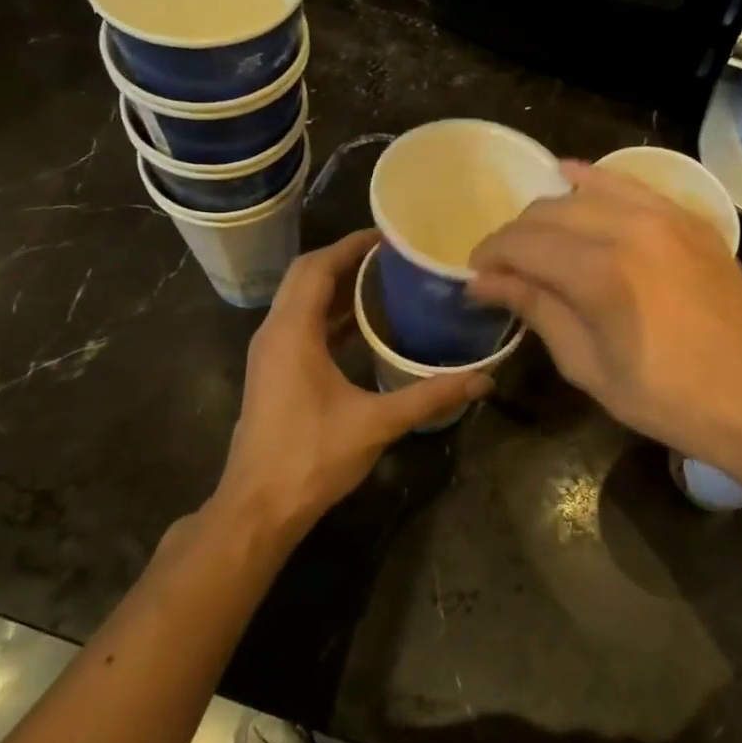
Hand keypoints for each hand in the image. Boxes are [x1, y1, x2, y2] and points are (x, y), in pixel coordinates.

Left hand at [216, 230, 486, 538]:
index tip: (388, 235)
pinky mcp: (273, 372)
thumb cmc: (311, 458)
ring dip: (335, 286)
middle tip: (390, 255)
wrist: (257, 507)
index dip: (351, 245)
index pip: (318, 268)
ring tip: (381, 280)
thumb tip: (484, 379)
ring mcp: (269, 353)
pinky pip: (299, 324)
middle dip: (344, 258)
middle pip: (305, 276)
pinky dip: (328, 314)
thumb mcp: (376, 423)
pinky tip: (362, 326)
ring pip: (299, 300)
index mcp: (292, 332)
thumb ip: (429, 396)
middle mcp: (274, 332)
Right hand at [469, 161, 741, 476]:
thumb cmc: (670, 399)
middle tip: (501, 269)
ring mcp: (665, 215)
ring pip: (583, 192)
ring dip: (548, 213)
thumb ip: (538, 310)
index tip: (475, 279)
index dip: (490, 258)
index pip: (522, 244)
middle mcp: (629, 227)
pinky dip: (593, 183)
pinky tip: (571, 179)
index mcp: (601, 272)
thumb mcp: (590, 366)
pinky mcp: (689, 217)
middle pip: (547, 213)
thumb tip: (485, 283)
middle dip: (513, 237)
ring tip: (536, 242)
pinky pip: (628, 184)